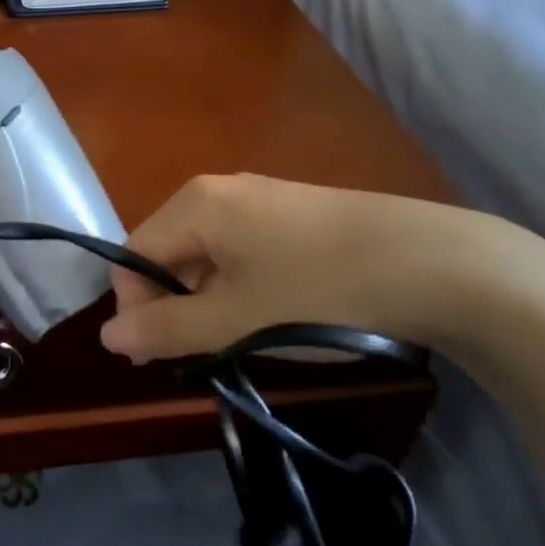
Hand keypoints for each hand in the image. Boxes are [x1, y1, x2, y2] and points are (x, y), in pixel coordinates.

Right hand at [100, 173, 511, 361]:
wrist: (437, 264)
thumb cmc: (319, 292)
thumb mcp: (234, 321)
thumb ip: (165, 330)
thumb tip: (107, 336)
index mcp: (196, 204)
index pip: (134, 255)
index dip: (135, 307)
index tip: (160, 355)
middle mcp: (222, 190)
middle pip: (169, 251)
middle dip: (172, 305)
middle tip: (202, 354)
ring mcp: (263, 198)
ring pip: (208, 253)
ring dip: (208, 300)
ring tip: (242, 340)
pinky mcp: (297, 213)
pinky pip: (244, 250)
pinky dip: (241, 286)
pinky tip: (276, 314)